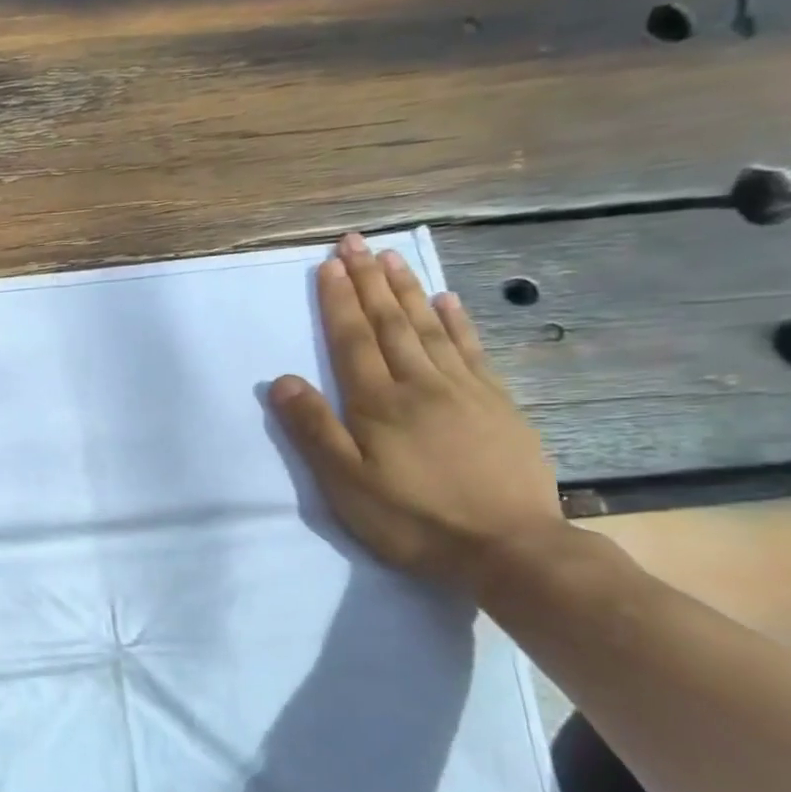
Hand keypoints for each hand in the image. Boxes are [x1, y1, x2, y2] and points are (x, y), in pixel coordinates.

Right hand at [268, 233, 563, 592]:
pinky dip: (457, 321)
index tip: (329, 264)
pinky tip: (447, 301)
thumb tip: (281, 380)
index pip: (353, 340)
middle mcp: (419, 384)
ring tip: (392, 257)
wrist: (509, 549)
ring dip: (407, 290)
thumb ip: (314, 429)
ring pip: (430, 327)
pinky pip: (472, 350)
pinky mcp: (497, 404)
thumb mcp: (346, 484)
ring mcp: (464, 390)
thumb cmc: (413, 518)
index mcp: (378, 403)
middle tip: (355, 242)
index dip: (339, 301)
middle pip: (390, 323)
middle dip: (369, 280)